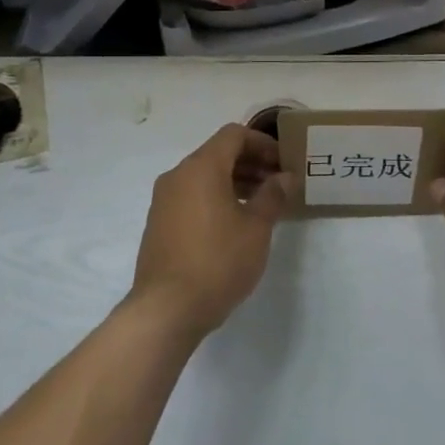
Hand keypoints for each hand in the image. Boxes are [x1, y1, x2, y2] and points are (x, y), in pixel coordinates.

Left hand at [131, 124, 289, 339]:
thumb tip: (284, 177)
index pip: (234, 135)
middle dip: (251, 162)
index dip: (262, 143)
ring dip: (234, 181)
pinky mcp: (159, 222)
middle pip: (218, 153)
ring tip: (261, 205)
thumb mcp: (256, 228)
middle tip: (278, 184)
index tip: (284, 163)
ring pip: (204, 176)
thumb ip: (273, 195)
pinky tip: (235, 224)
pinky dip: (216, 197)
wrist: (167, 309)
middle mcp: (178, 175)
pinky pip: (192, 196)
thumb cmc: (218, 261)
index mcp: (201, 167)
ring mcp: (164, 200)